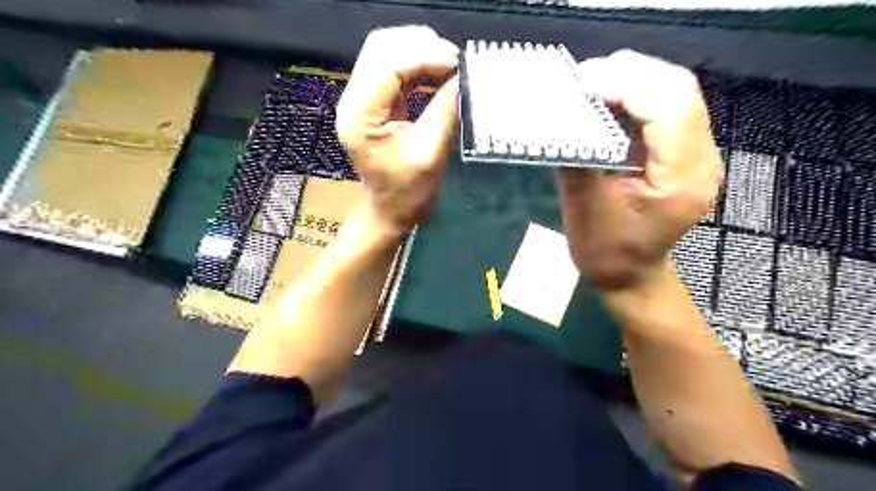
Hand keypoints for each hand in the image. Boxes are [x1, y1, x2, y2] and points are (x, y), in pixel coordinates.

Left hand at [337, 26, 460, 237]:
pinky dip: (417, 66)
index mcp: (361, 117)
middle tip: (455, 61)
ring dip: (419, 52)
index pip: (388, 66)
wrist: (389, 211)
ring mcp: (360, 100)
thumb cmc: (407, 192)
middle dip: (421, 46)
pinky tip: (438, 74)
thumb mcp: (431, 154)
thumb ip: (445, 111)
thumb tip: (463, 78)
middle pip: (381, 48)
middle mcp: (353, 101)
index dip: (425, 56)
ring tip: (450, 65)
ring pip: (385, 53)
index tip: (458, 63)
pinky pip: (392, 69)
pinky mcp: (372, 103)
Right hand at [558, 48, 721, 290]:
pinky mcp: (682, 152)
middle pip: (678, 91)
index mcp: (680, 180)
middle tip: (582, 78)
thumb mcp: (584, 210)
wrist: (631, 275)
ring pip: (674, 93)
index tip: (581, 84)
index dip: (627, 85)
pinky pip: (665, 108)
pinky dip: (634, 97)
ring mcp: (696, 154)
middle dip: (629, 74)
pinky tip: (607, 101)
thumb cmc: (606, 253)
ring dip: (632, 81)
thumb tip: (561, 116)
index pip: (670, 109)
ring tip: (590, 85)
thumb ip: (577, 159)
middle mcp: (701, 160)